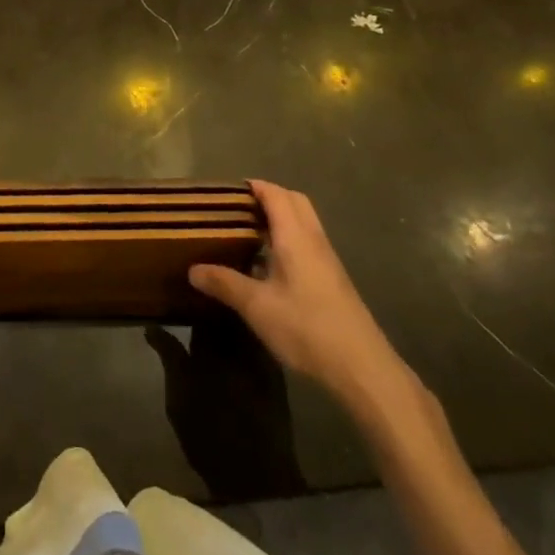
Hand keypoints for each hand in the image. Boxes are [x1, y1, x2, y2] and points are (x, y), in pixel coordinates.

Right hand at [189, 181, 404, 404]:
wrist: (362, 368)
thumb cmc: (307, 328)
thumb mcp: (257, 306)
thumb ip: (224, 283)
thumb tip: (192, 269)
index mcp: (296, 237)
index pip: (276, 194)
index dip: (253, 186)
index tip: (226, 191)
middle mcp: (314, 241)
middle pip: (295, 202)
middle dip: (267, 197)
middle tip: (237, 209)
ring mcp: (327, 261)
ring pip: (304, 223)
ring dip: (279, 219)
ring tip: (246, 232)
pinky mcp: (332, 280)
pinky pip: (307, 244)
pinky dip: (287, 240)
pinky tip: (267, 265)